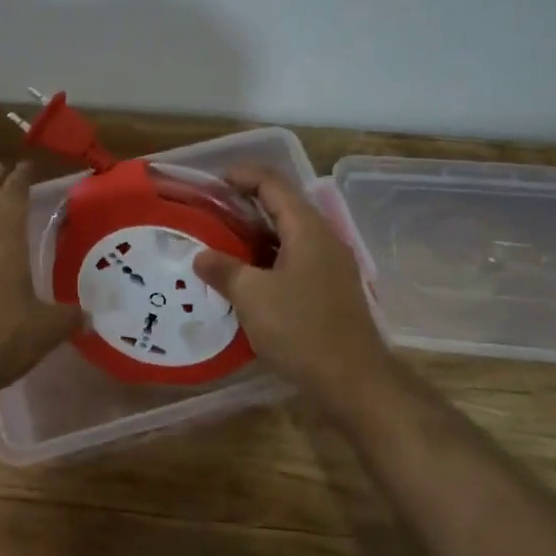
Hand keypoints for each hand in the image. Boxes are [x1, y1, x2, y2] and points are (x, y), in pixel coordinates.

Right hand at [193, 164, 394, 409]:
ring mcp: (330, 265)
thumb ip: (223, 270)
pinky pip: (294, 259)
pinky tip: (245, 277)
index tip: (211, 182)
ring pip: (288, 235)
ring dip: (255, 234)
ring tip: (220, 243)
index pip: (272, 182)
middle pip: (282, 205)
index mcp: (307, 228)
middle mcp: (323, 238)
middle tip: (209, 213)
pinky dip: (267, 258)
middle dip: (244, 204)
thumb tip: (201, 256)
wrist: (353, 380)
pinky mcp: (330, 289)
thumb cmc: (301, 329)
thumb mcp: (251, 297)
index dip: (241, 175)